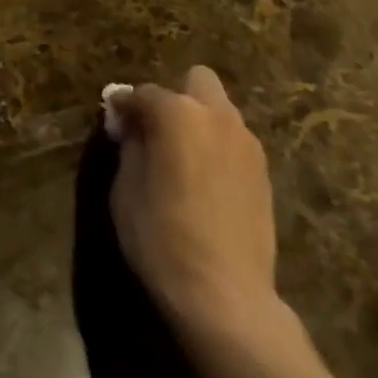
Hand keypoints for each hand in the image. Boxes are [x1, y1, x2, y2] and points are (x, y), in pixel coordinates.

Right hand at [108, 66, 281, 344]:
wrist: (226, 296)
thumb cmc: (162, 237)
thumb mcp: (126, 189)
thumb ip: (130, 145)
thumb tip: (130, 124)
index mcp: (178, 113)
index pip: (143, 93)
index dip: (124, 106)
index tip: (114, 121)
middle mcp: (217, 116)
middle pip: (197, 80)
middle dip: (176, 97)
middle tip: (158, 132)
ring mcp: (246, 143)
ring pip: (219, 111)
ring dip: (199, 123)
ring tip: (183, 161)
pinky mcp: (264, 172)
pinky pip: (234, 142)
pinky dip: (217, 149)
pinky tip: (206, 184)